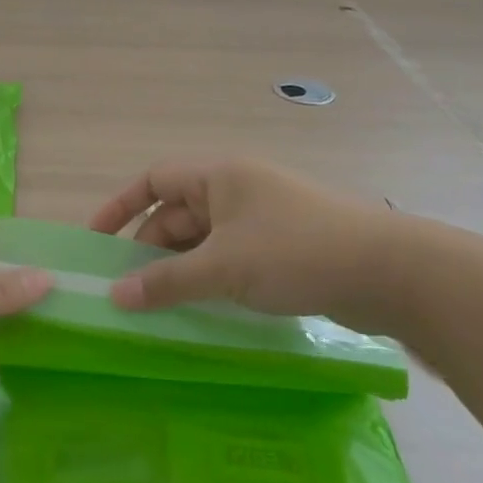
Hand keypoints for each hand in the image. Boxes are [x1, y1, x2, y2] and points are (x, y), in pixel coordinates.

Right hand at [89, 159, 412, 330]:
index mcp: (219, 176)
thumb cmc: (295, 252)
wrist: (386, 270)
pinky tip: (201, 306)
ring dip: (180, 267)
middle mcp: (236, 189)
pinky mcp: (282, 245)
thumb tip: (116, 296)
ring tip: (158, 304)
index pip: (155, 179)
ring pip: (204, 238)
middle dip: (150, 247)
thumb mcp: (224, 267)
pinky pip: (230, 255)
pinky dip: (210, 276)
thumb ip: (168, 282)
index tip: (97, 240)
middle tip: (127, 289)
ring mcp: (261, 217)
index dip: (121, 206)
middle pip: (178, 212)